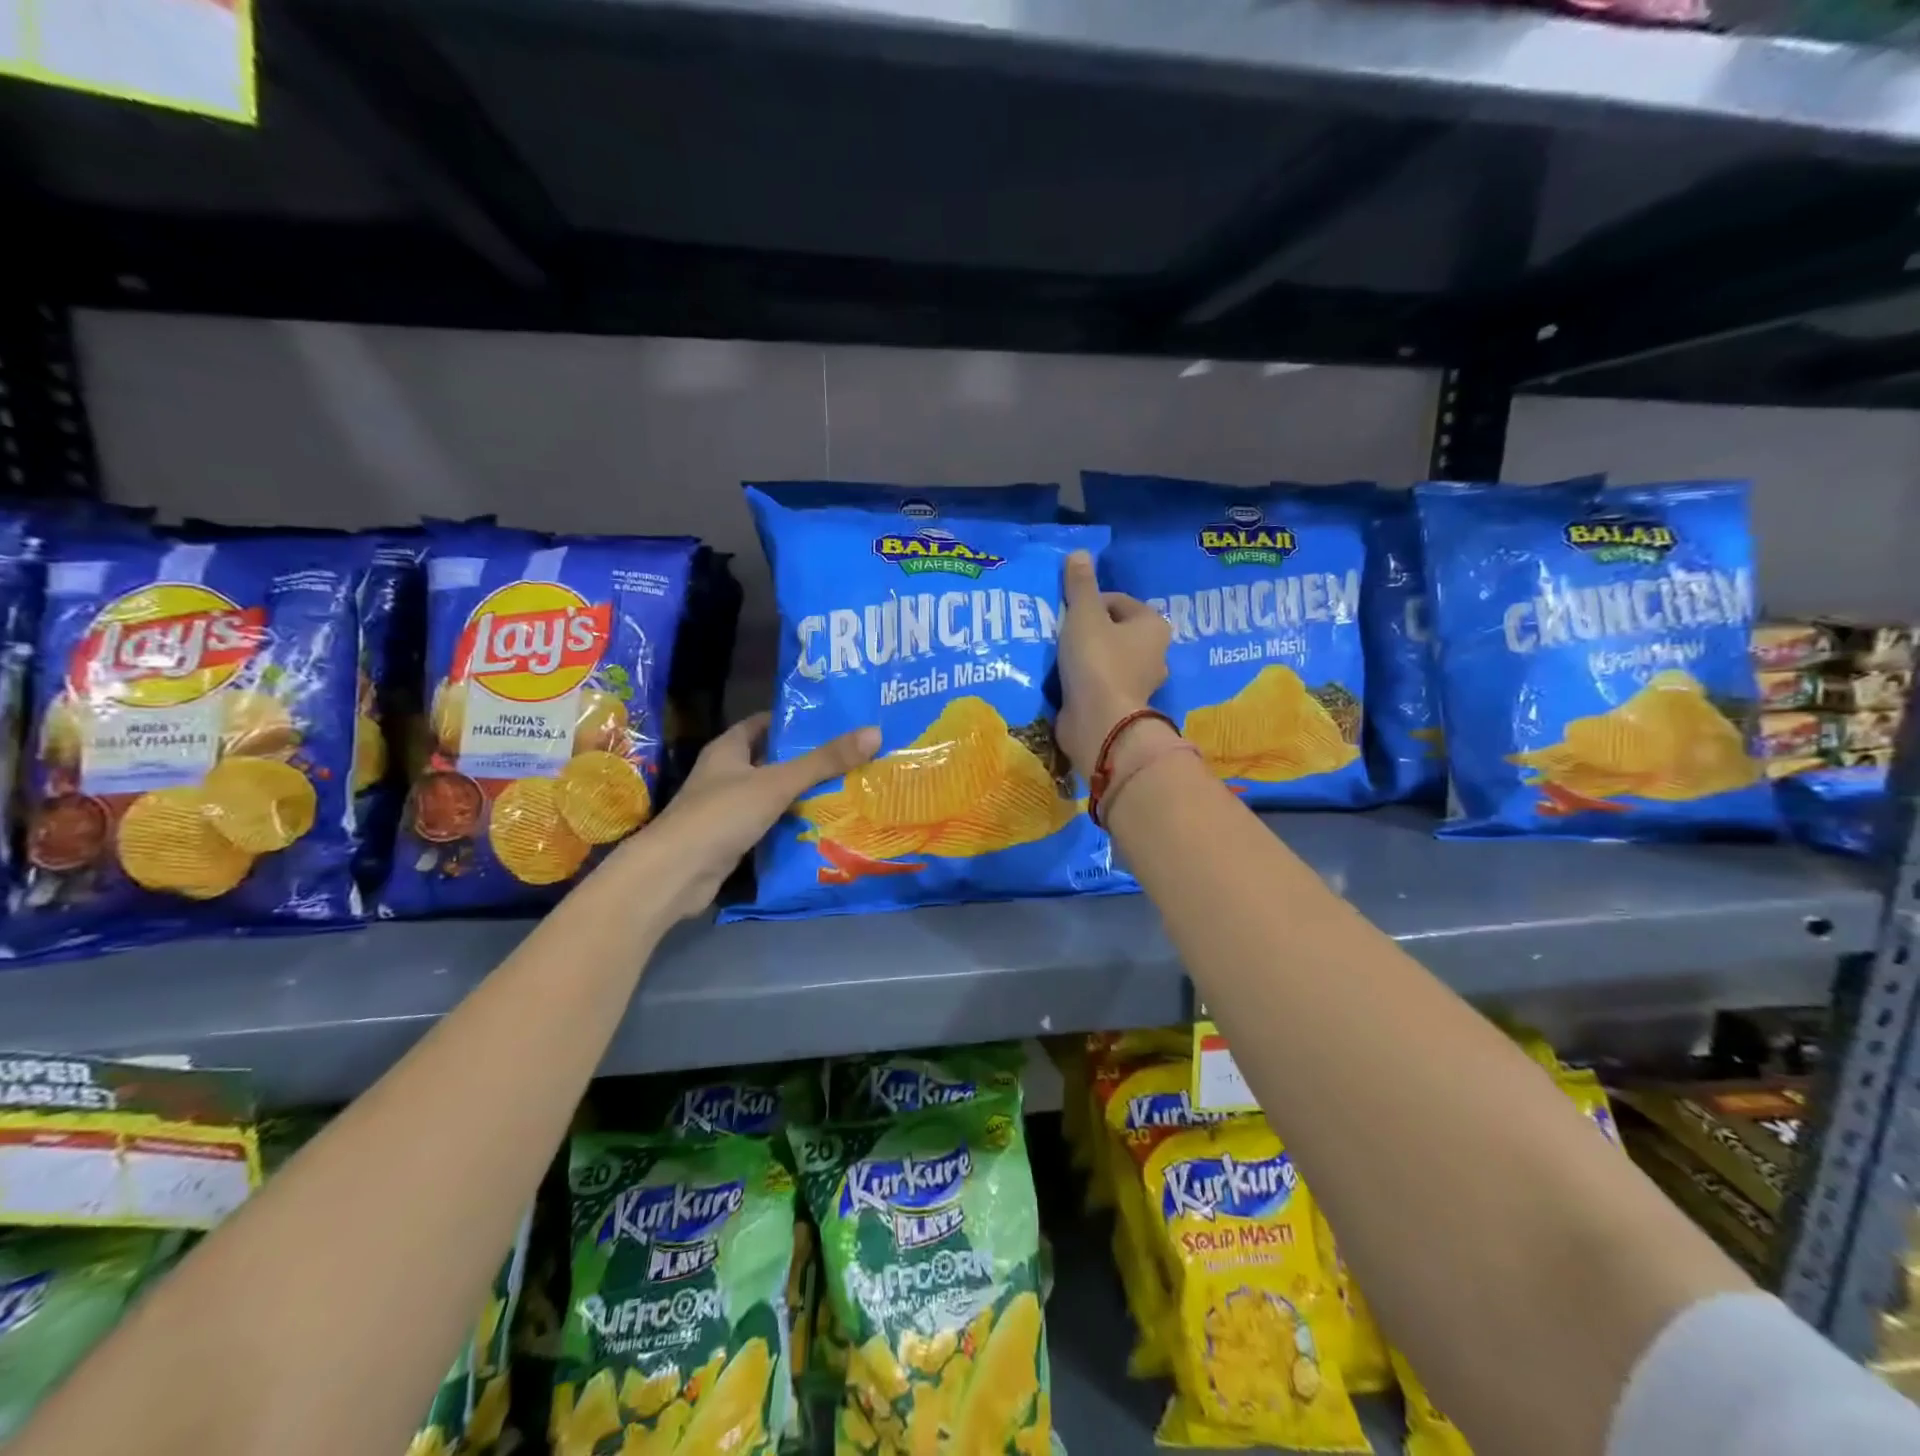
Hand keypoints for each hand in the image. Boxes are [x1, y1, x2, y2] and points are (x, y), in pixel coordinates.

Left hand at [621, 713, 879, 917]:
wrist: (675, 874)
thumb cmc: (722, 814)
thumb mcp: (778, 782)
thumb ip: (824, 761)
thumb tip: (874, 732)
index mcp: (729, 749)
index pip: (764, 724)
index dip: (795, 721)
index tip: (832, 722)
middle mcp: (726, 774)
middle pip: (772, 759)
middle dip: (807, 759)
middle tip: (851, 756)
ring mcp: (727, 808)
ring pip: (772, 794)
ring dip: (802, 794)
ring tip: (849, 788)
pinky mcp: (732, 839)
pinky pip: (769, 824)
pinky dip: (792, 823)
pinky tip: (823, 825)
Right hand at [1056, 549, 1170, 773]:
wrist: (1099, 723)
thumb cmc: (1097, 661)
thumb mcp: (1084, 615)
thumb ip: (1080, 585)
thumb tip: (1080, 553)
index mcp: (1153, 627)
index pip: (1118, 601)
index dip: (1088, 602)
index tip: (1065, 612)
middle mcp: (1154, 654)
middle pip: (1113, 631)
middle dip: (1086, 630)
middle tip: (1058, 633)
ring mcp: (1139, 684)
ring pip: (1106, 659)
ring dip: (1083, 657)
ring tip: (1056, 657)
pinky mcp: (1121, 707)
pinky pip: (1098, 684)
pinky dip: (1083, 681)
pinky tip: (1062, 681)